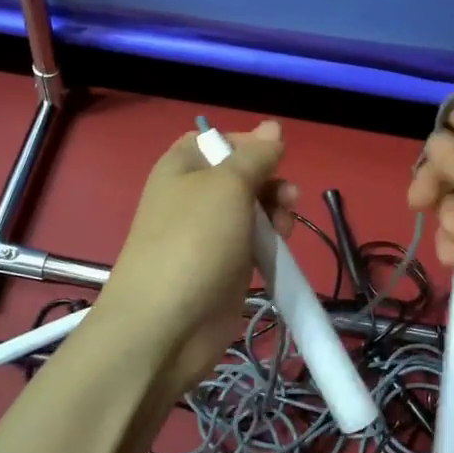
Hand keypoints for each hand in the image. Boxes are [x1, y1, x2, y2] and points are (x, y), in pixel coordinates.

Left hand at [96, 119, 295, 391]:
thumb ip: (255, 156)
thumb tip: (273, 127)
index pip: (216, 140)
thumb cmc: (194, 241)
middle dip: (269, 181)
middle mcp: (192, 197)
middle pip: (240, 176)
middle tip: (288, 197)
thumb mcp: (228, 185)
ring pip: (252, 210)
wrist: (166, 326)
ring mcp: (208, 235)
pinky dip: (270, 242)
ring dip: (275, 212)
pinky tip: (281, 247)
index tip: (275, 155)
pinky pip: (253, 243)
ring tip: (285, 225)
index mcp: (182, 167)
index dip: (247, 143)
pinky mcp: (224, 267)